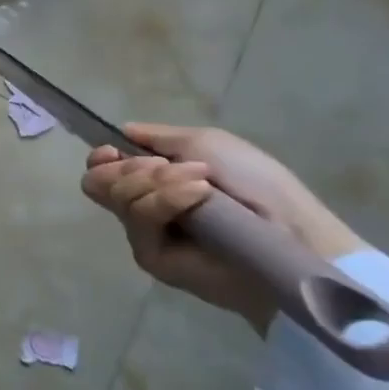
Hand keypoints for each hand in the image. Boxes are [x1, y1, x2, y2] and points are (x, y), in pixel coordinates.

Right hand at [81, 123, 366, 331]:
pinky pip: (139, 218)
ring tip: (199, 184)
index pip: (102, 170)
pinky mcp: (151, 256)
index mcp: (154, 182)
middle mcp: (143, 207)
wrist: (291, 233)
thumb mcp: (207, 143)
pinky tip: (196, 197)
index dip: (101, 157)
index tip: (113, 150)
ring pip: (114, 195)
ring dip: (156, 180)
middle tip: (164, 167)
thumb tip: (122, 133)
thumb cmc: (259, 185)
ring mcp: (144, 233)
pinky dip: (165, 199)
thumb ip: (159, 137)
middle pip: (97, 181)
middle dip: (129, 167)